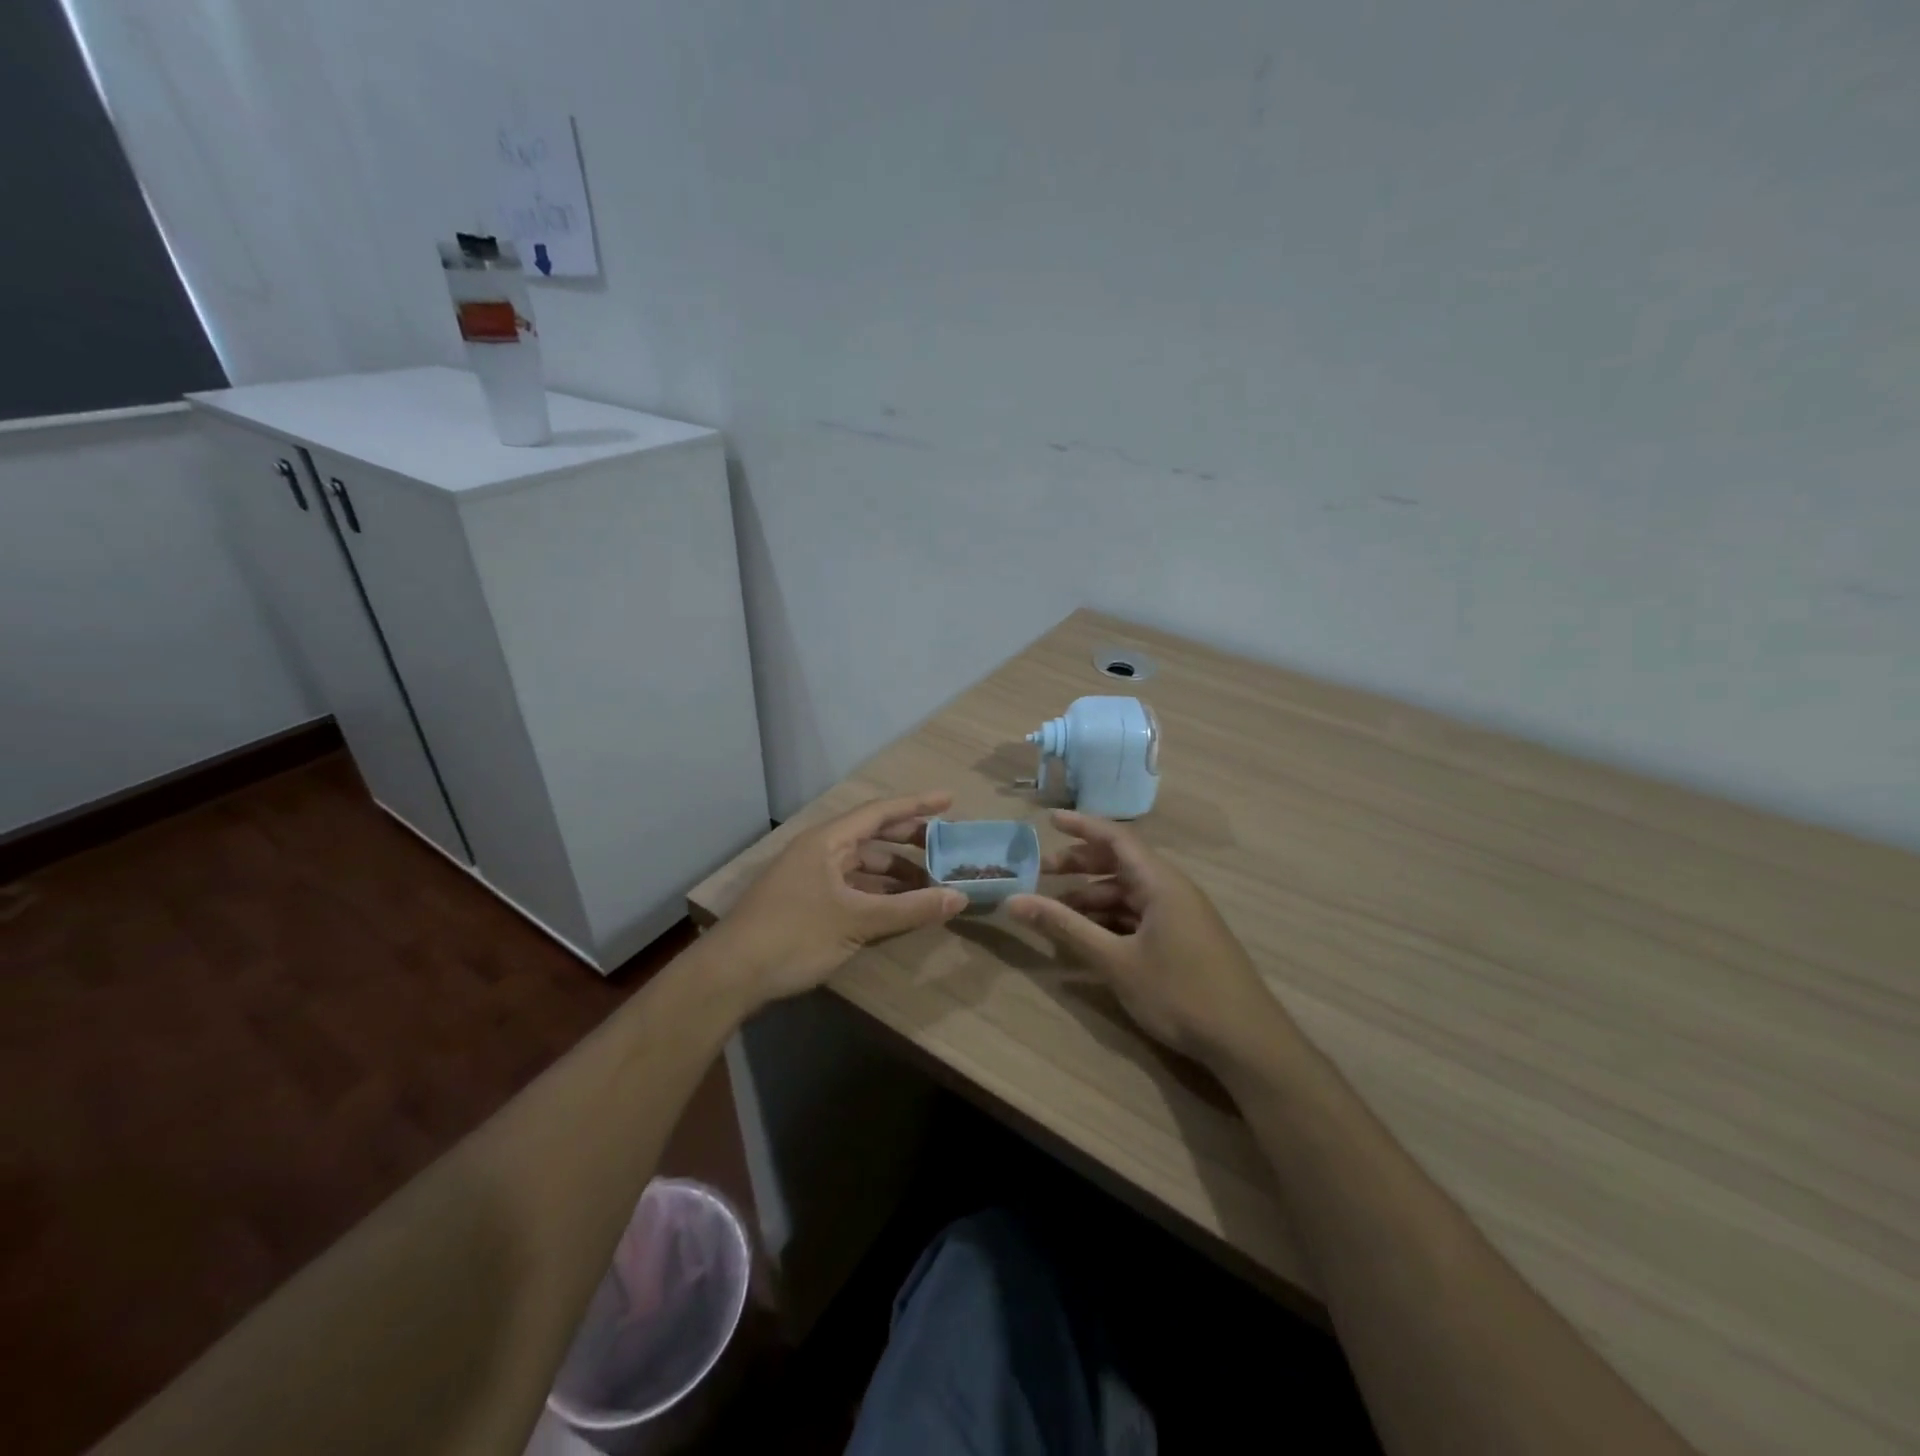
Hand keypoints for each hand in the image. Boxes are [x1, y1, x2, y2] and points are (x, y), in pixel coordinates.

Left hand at [714, 792, 966, 1008]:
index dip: (916, 805)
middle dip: (910, 841)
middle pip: (873, 837)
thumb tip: (960, 897)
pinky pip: (853, 888)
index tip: (950, 801)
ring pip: (863, 866)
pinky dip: (878, 895)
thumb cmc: (793, 936)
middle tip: (947, 847)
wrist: (729, 976)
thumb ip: (910, 908)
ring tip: (931, 885)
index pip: (880, 812)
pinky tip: (899, 908)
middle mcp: (819, 852)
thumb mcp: (856, 921)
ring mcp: (811, 878)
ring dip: (896, 874)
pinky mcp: (807, 904)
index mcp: (827, 841)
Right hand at [1007, 811, 1283, 1062]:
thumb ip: (1065, 928)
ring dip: (1093, 896)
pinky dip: (1112, 917)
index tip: (1049, 820)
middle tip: (1042, 873)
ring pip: (1130, 892)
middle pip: (1121, 863)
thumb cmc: (1180, 993)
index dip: (1082, 826)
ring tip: (1057, 911)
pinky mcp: (1185, 939)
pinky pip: (1141, 914)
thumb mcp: (1115, 961)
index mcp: (1161, 882)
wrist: (1248, 1042)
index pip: (1117, 838)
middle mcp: (1172, 889)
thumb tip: (1015, 902)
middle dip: (1081, 865)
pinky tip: (1090, 936)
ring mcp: (1182, 915)